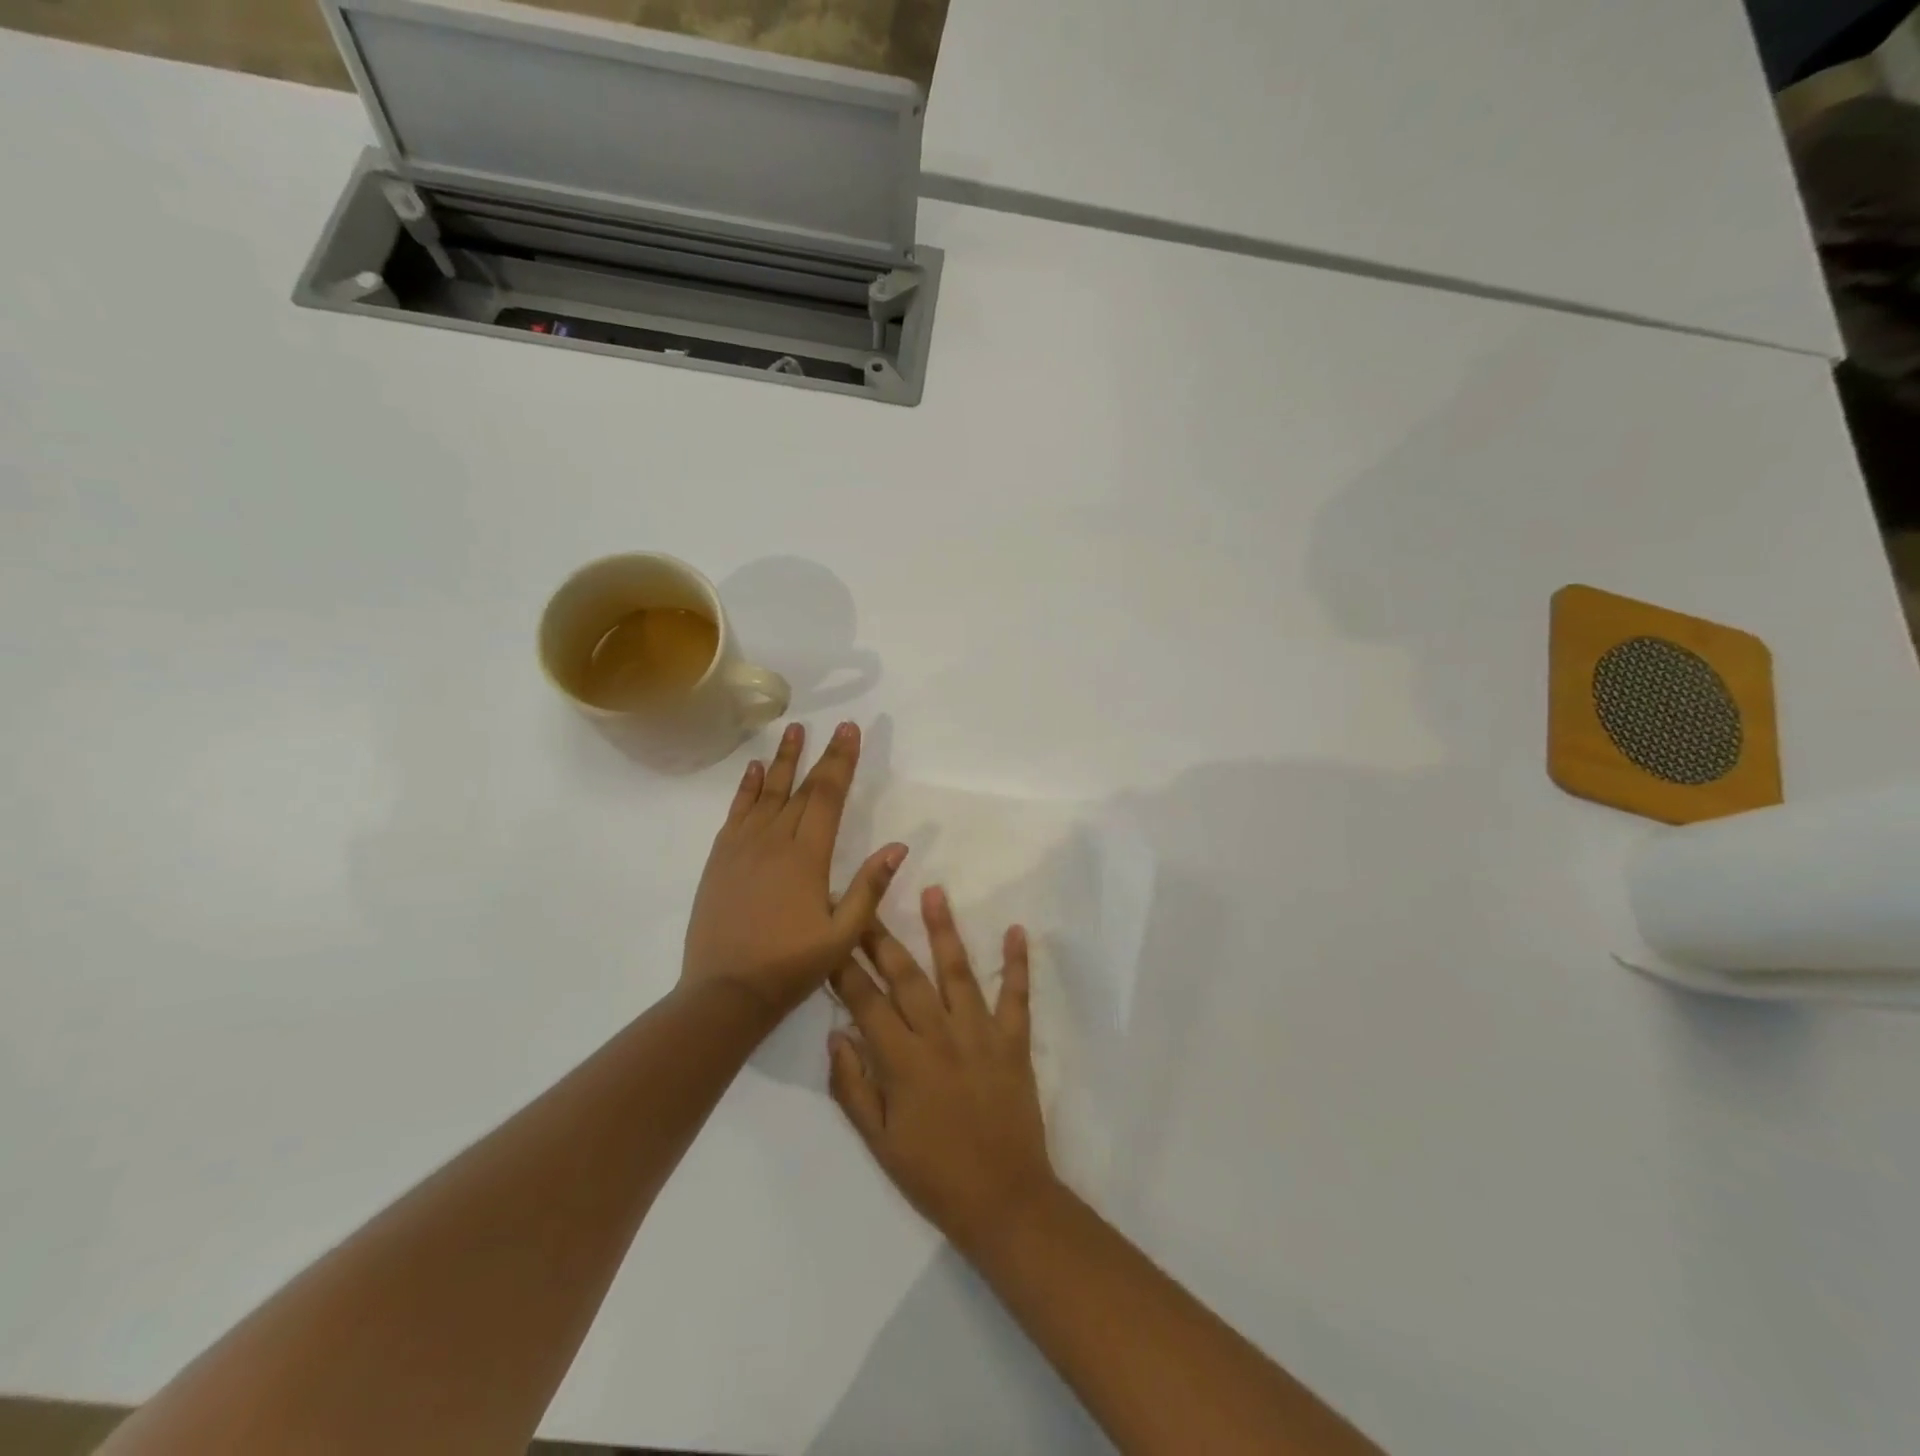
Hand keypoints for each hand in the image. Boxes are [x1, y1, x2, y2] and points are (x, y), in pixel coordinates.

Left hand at [683, 721, 906, 1020]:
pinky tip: (752, 770)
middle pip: (801, 787)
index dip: (841, 761)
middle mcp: (773, 841)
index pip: (827, 796)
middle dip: (820, 755)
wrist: (725, 992)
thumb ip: (869, 888)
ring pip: (766, 792)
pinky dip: (745, 788)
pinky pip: (736, 812)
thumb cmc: (790, 966)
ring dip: (781, 760)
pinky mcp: (720, 859)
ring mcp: (742, 847)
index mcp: (807, 857)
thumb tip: (898, 846)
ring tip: (792, 729)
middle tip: (833, 725)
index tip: (850, 731)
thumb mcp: (842, 935)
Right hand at [828, 887, 1057, 1251]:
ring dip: (944, 930)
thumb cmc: (934, 1175)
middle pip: (905, 976)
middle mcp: (939, 1036)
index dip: (843, 968)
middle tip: (866, 900)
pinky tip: (1016, 930)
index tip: (830, 935)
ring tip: (934, 891)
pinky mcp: (1014, 1041)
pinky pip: (1016, 996)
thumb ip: (853, 1088)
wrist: (1004, 1200)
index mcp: (902, 1061)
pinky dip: (1017, 963)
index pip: (865, 1002)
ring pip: (958, 972)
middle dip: (881, 937)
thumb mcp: (879, 1142)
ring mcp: (980, 1034)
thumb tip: (836, 1036)